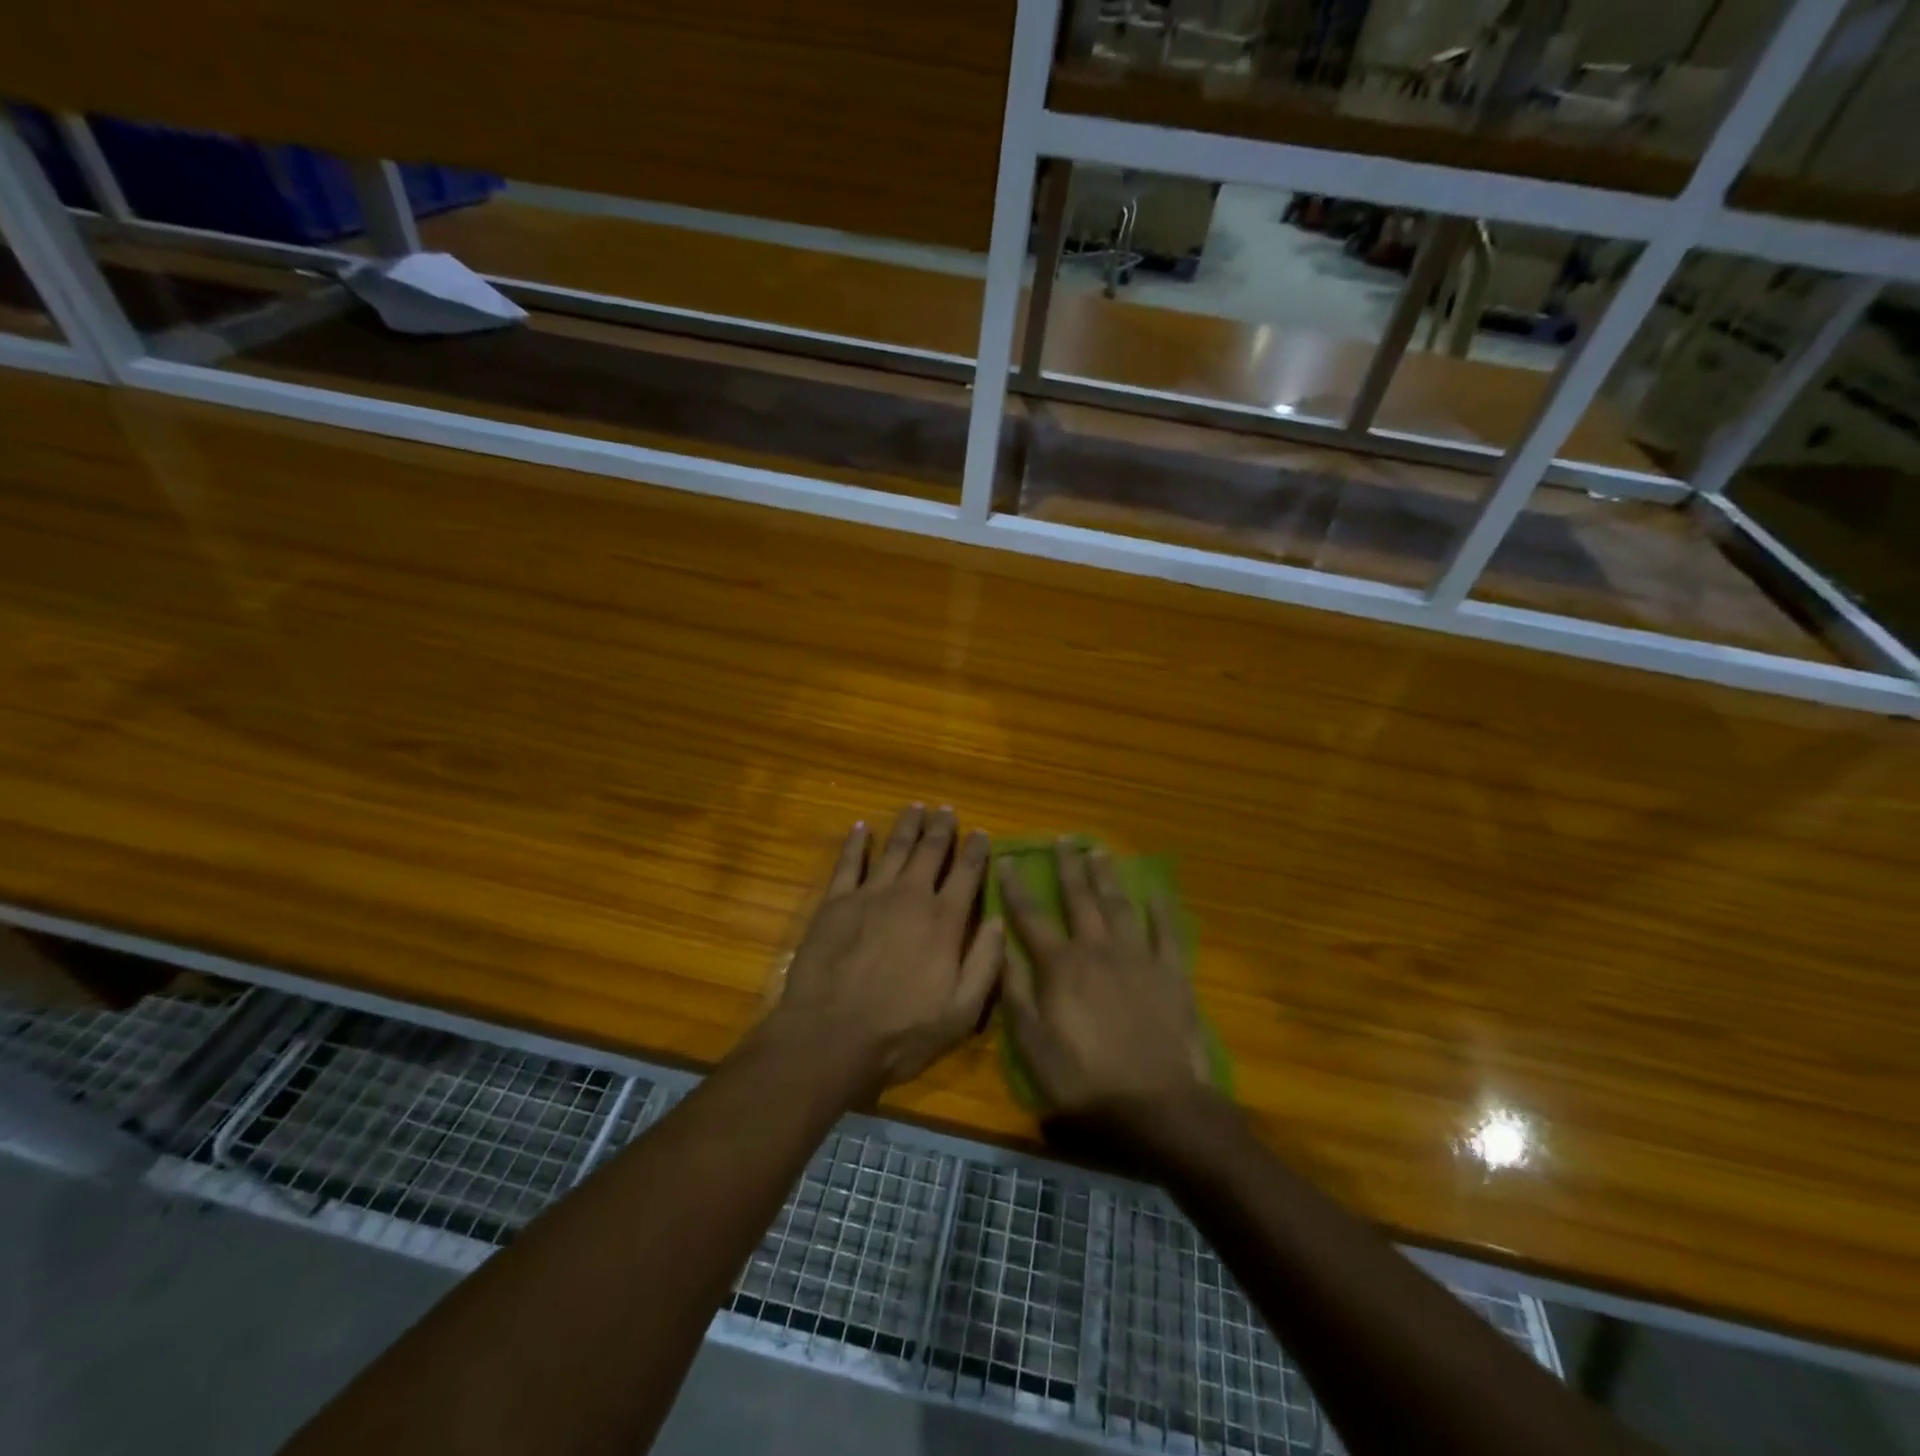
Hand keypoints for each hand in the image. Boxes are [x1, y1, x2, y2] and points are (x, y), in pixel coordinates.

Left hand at [767, 806, 1002, 1096]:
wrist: (830, 1037)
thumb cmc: (901, 1033)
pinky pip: (848, 863)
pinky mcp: (835, 903)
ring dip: (907, 826)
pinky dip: (856, 842)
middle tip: (947, 810)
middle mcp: (910, 897)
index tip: (981, 832)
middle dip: (942, 828)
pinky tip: (862, 827)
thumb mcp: (961, 1012)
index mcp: (944, 921)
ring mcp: (870, 895)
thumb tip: (999, 921)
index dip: (976, 850)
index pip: (967, 874)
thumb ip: (985, 963)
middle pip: (930, 851)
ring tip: (916, 807)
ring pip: (894, 849)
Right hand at [998, 841, 1210, 1120]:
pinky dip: (1160, 908)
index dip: (1016, 888)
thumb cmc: (1084, 1081)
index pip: (1031, 917)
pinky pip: (1165, 931)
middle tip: (1063, 840)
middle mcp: (1097, 950)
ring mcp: (1137, 957)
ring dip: (1106, 877)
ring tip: (1098, 852)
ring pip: (1118, 905)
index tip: (1007, 860)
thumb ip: (1016, 993)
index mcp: (1060, 966)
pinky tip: (1155, 889)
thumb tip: (1001, 948)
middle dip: (1068, 867)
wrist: (1155, 1105)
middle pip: (1079, 899)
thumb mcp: (1033, 1045)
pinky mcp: (1170, 972)